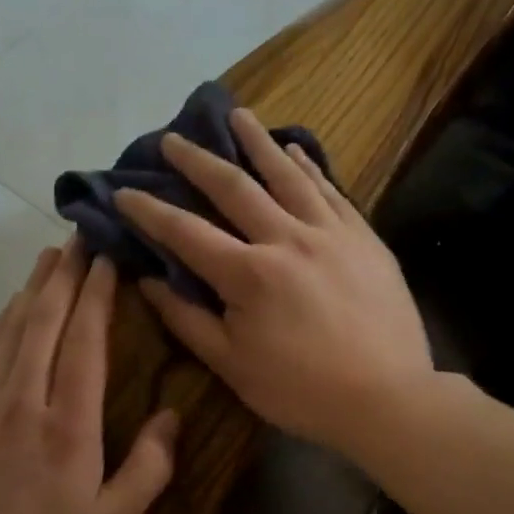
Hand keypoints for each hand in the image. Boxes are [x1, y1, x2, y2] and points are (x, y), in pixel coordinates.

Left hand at [0, 241, 177, 513]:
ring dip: (33, 289)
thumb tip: (172, 415)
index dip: (96, 294)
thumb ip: (150, 467)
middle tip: (77, 236)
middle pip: (44, 321)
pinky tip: (12, 309)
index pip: (84, 340)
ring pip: (12, 330)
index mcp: (69, 423)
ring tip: (48, 257)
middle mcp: (24, 400)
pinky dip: (3, 323)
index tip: (105, 257)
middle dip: (63, 274)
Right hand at [115, 107, 433, 456]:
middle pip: (233, 188)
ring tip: (237, 115)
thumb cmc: (301, 391)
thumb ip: (187, 320)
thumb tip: (147, 281)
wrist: (388, 398)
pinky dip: (308, 166)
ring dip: (257, 142)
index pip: (186, 232)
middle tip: (173, 139)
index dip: (150, 211)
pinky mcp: (363, 237)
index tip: (125, 191)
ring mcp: (330, 232)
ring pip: (286, 175)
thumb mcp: (232, 365)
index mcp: (248, 274)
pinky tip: (293, 150)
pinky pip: (330, 190)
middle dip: (197, 161)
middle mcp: (286, 239)